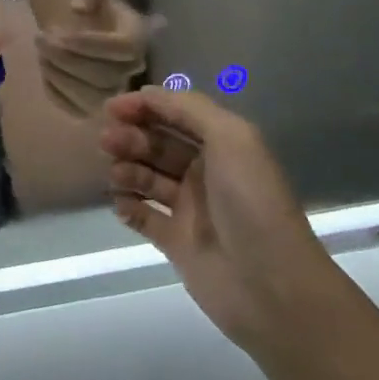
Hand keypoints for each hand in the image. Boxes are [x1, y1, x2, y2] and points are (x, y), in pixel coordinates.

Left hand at [35, 0, 153, 117]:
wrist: (70, 13)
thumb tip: (79, 8)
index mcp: (137, 33)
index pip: (125, 48)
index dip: (93, 45)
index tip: (60, 34)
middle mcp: (132, 66)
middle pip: (108, 77)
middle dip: (68, 60)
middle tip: (41, 39)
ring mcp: (112, 87)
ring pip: (92, 98)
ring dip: (60, 77)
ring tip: (41, 53)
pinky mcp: (90, 103)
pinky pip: (74, 108)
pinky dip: (55, 91)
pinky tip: (44, 68)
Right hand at [99, 87, 325, 350]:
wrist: (270, 285)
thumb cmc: (251, 201)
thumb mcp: (231, 137)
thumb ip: (188, 108)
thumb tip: (146, 94)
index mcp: (223, 145)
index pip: (177, 114)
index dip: (145, 106)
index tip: (112, 108)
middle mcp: (206, 172)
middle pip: (158, 144)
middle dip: (131, 137)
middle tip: (108, 142)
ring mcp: (190, 208)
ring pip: (147, 177)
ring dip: (126, 168)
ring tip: (115, 174)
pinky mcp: (175, 242)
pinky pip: (143, 216)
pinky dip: (127, 205)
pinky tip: (120, 203)